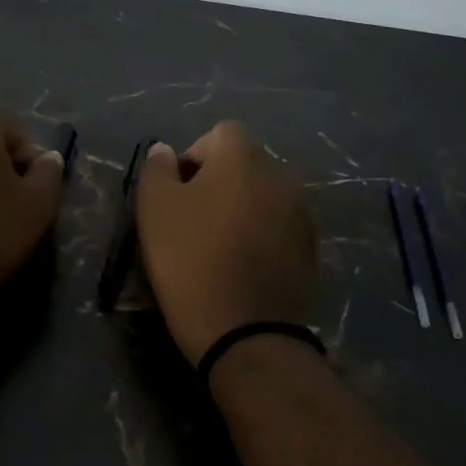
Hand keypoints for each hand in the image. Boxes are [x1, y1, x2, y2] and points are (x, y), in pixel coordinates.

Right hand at [136, 121, 316, 364]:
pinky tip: (242, 268)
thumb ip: (156, 169)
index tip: (175, 194)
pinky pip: (278, 229)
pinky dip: (260, 238)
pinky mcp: (311, 250)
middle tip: (191, 222)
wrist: (245, 332)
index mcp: (244, 158)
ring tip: (217, 248)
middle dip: (218, 184)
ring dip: (241, 211)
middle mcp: (281, 175)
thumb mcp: (155, 209)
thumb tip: (166, 150)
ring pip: (263, 198)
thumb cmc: (190, 260)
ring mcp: (302, 214)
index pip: (219, 134)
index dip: (193, 157)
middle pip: (244, 165)